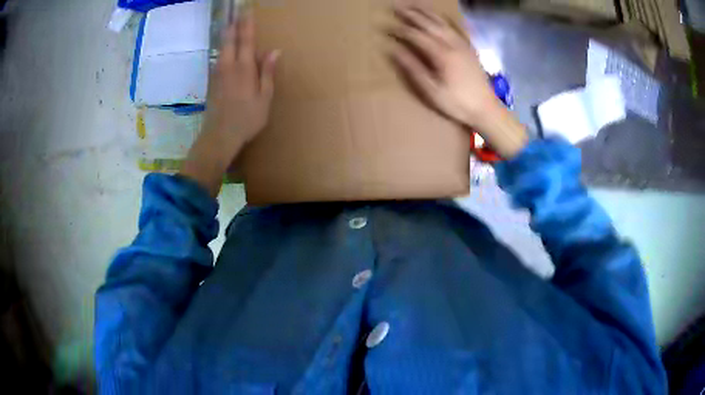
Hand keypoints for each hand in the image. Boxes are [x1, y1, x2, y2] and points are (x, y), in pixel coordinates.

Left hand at [205, 10, 279, 147]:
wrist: (219, 136)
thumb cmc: (246, 119)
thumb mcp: (264, 98)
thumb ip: (267, 72)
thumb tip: (275, 51)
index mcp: (244, 68)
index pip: (246, 39)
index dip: (247, 23)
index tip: (247, 9)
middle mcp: (228, 66)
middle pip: (229, 39)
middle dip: (234, 24)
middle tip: (236, 11)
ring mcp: (217, 73)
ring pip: (222, 47)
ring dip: (227, 34)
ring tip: (231, 24)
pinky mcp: (212, 81)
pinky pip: (218, 58)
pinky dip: (223, 48)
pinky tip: (226, 48)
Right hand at [388, 6, 526, 157]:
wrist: (485, 108)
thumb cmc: (456, 103)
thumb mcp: (431, 90)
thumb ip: (413, 68)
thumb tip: (394, 50)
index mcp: (441, 54)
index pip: (416, 36)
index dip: (400, 30)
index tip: (386, 26)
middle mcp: (452, 44)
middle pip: (429, 24)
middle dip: (412, 14)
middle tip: (397, 7)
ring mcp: (463, 44)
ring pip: (443, 23)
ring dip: (427, 13)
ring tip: (415, 6)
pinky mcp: (470, 48)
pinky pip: (458, 28)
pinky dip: (448, 20)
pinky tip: (442, 16)